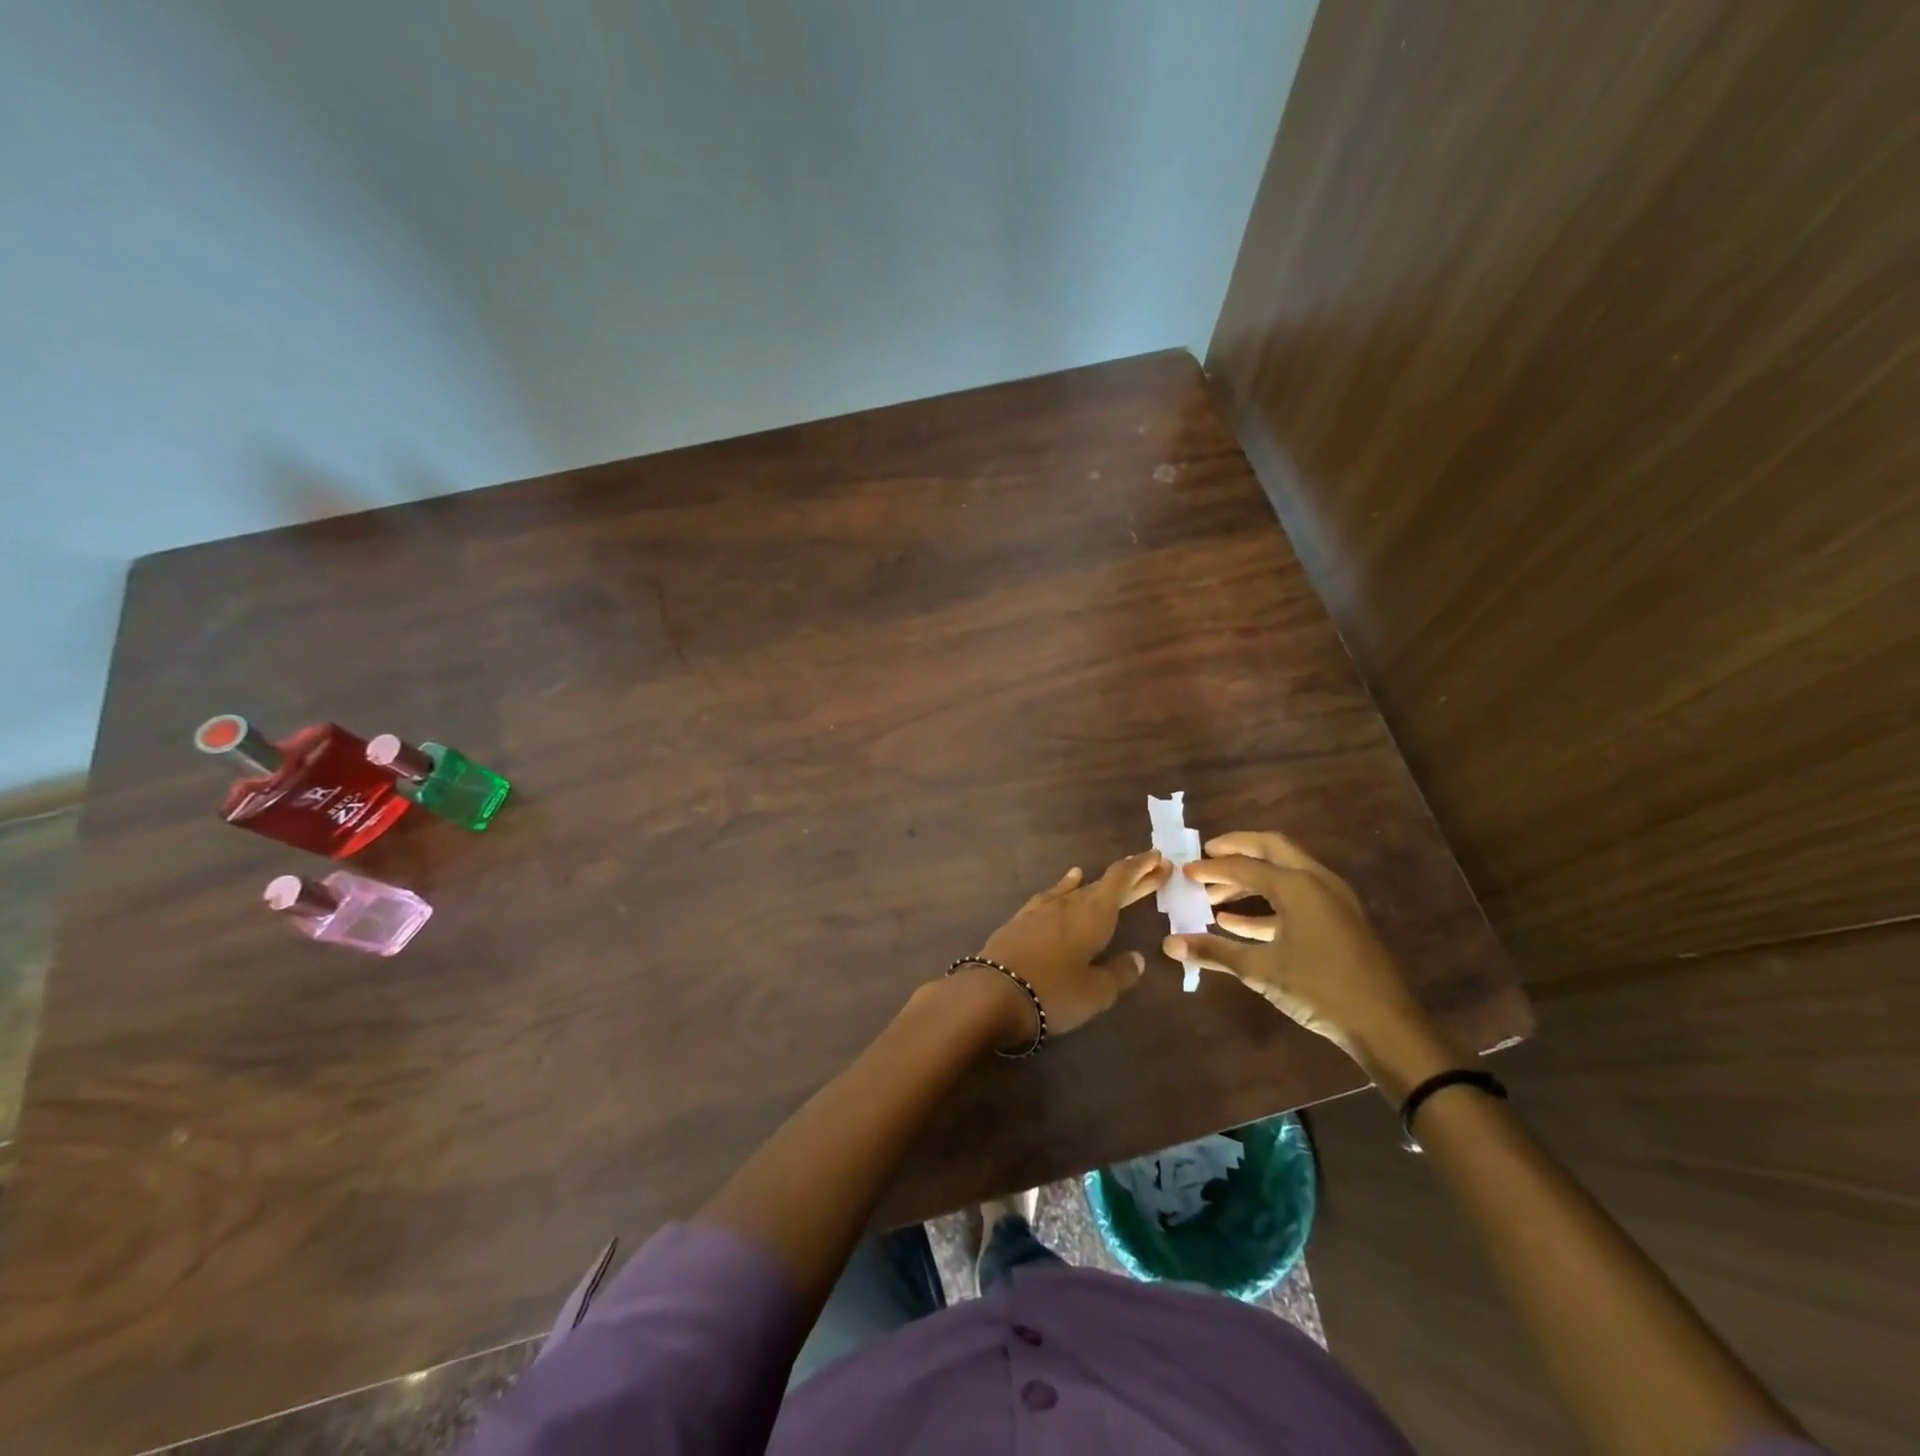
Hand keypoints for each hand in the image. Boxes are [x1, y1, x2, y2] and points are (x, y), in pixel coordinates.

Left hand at [970, 850, 1170, 1045]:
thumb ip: (1119, 973)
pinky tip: (1066, 884)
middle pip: (1102, 885)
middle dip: (1128, 879)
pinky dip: (1063, 887)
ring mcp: (1040, 911)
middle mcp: (1068, 905)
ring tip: (1113, 876)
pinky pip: (1050, 896)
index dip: (1140, 868)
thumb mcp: (1096, 992)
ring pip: (1076, 890)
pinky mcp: (1019, 922)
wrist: (991, 994)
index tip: (1158, 857)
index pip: (1120, 881)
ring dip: (1097, 884)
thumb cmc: (1053, 993)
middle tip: (1152, 871)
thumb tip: (1136, 958)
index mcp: (1093, 915)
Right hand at [1165, 830, 1425, 1062]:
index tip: (1184, 870)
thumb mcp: (1260, 970)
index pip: (1243, 866)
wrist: (1385, 1025)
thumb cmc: (1319, 989)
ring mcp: (1332, 899)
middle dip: (1236, 850)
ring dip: (1250, 879)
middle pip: (1270, 848)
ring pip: (1284, 872)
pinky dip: (1266, 903)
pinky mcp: (1338, 919)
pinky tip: (1236, 923)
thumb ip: (1214, 952)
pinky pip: (1296, 897)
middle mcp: (1315, 880)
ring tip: (1214, 897)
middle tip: (1206, 857)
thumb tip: (1169, 944)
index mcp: (1296, 885)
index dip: (1210, 868)